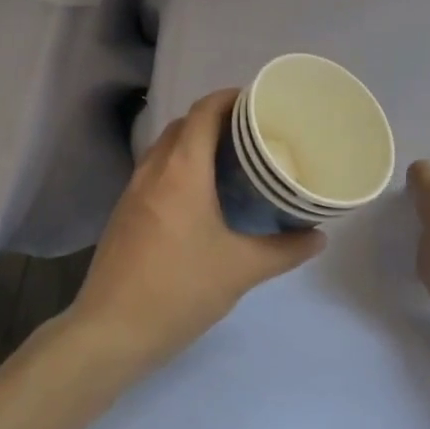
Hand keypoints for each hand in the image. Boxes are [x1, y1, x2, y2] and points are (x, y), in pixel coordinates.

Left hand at [69, 89, 325, 373]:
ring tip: (230, 162)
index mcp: (181, 171)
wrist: (111, 330)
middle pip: (184, 125)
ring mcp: (132, 191)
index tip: (258, 102)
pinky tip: (200, 196)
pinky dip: (178, 167)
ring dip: (194, 143)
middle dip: (216, 119)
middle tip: (252, 135)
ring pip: (165, 148)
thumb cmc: (180, 290)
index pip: (203, 112)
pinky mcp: (124, 213)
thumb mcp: (241, 270)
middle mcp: (153, 170)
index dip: (229, 98)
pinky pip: (154, 171)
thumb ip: (284, 250)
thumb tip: (318, 236)